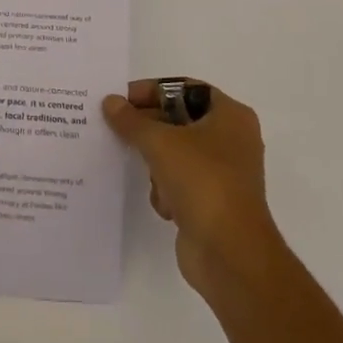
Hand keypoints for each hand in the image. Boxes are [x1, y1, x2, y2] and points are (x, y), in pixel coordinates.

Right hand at [102, 81, 281, 294]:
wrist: (229, 253)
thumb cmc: (202, 182)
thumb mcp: (160, 142)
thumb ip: (132, 121)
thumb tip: (110, 102)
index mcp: (230, 115)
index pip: (185, 89)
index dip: (152, 91)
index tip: (121, 100)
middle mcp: (232, 139)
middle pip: (179, 121)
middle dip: (149, 129)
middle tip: (116, 130)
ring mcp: (224, 173)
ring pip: (176, 154)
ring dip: (157, 164)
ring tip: (147, 173)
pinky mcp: (213, 203)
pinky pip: (180, 183)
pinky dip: (167, 190)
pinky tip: (165, 204)